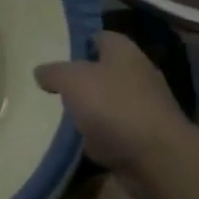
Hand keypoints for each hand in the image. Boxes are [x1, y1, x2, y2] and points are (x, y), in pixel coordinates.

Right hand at [36, 31, 190, 198]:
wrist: (158, 160)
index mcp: (124, 52)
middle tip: (52, 87)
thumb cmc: (114, 107)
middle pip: (104, 72)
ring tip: (59, 117)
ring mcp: (145, 109)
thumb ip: (54, 72)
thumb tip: (40, 72)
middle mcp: (139, 75)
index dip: (78, 43)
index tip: (55, 54)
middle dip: (81, 80)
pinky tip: (79, 144)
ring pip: (108, 104)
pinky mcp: (145, 140)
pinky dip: (99, 138)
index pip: (99, 37)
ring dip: (90, 112)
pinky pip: (114, 133)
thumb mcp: (72, 80)